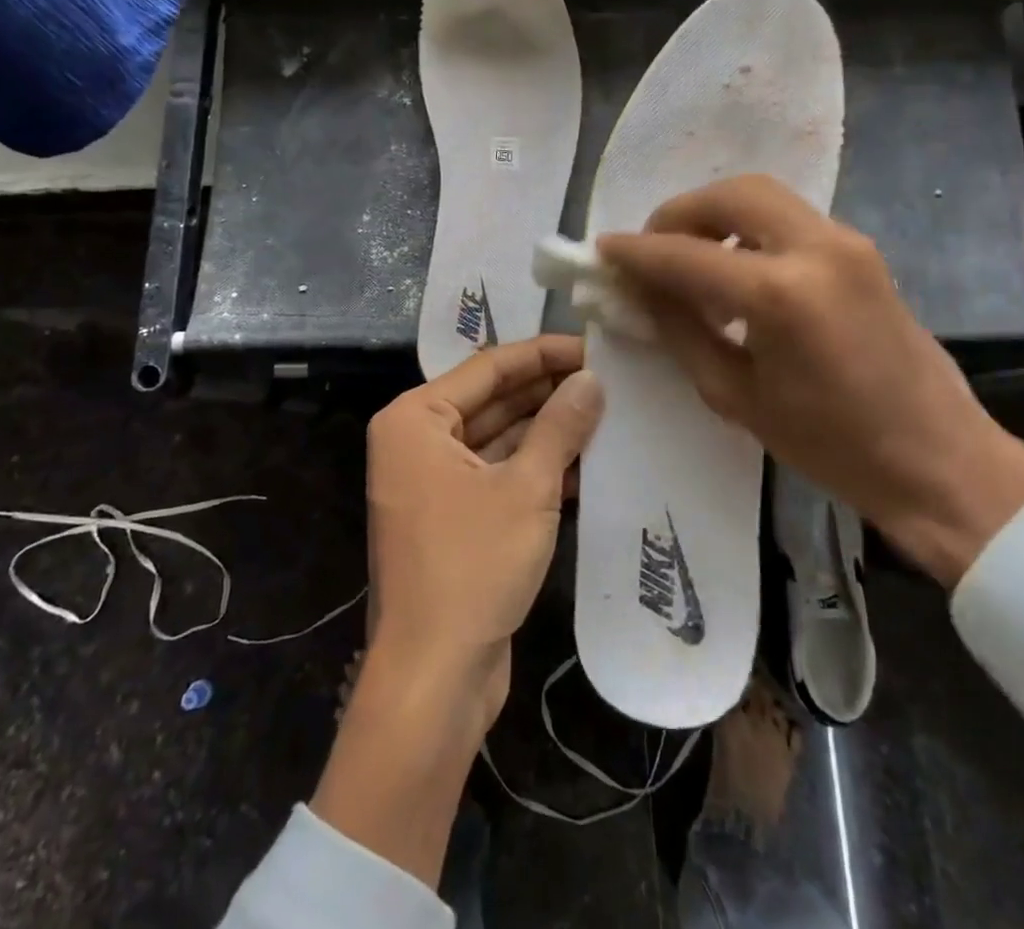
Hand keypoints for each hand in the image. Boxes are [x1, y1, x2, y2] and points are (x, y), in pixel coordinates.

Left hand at [312, 337, 601, 885]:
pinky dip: (536, 468)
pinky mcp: (452, 518)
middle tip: (607, 379)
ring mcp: (432, 482)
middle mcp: (417, 442)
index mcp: (416, 419)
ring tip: (606, 413)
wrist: (433, 678)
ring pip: (499, 439)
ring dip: (548, 431)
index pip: (489, 367)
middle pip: (493, 400)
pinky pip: (498, 475)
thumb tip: (592, 380)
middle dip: (548, 391)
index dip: (544, 353)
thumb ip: (560, 426)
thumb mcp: (527, 487)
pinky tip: (587, 463)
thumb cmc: (472, 566)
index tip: (594, 346)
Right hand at [598, 176, 1023, 584]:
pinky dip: (748, 230)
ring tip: (691, 262)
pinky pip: (788, 218)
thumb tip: (641, 291)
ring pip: (762, 196)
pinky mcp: (861, 249)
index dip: (636, 252)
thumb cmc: (832, 446)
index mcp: (781, 294)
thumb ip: (681, 330)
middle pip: (730, 194)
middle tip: (652, 250)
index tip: (602, 252)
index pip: (686, 255)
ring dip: (715, 216)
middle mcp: (816, 248)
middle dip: (678, 214)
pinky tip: (736, 273)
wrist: (939, 460)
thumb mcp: (736, 396)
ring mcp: (847, 241)